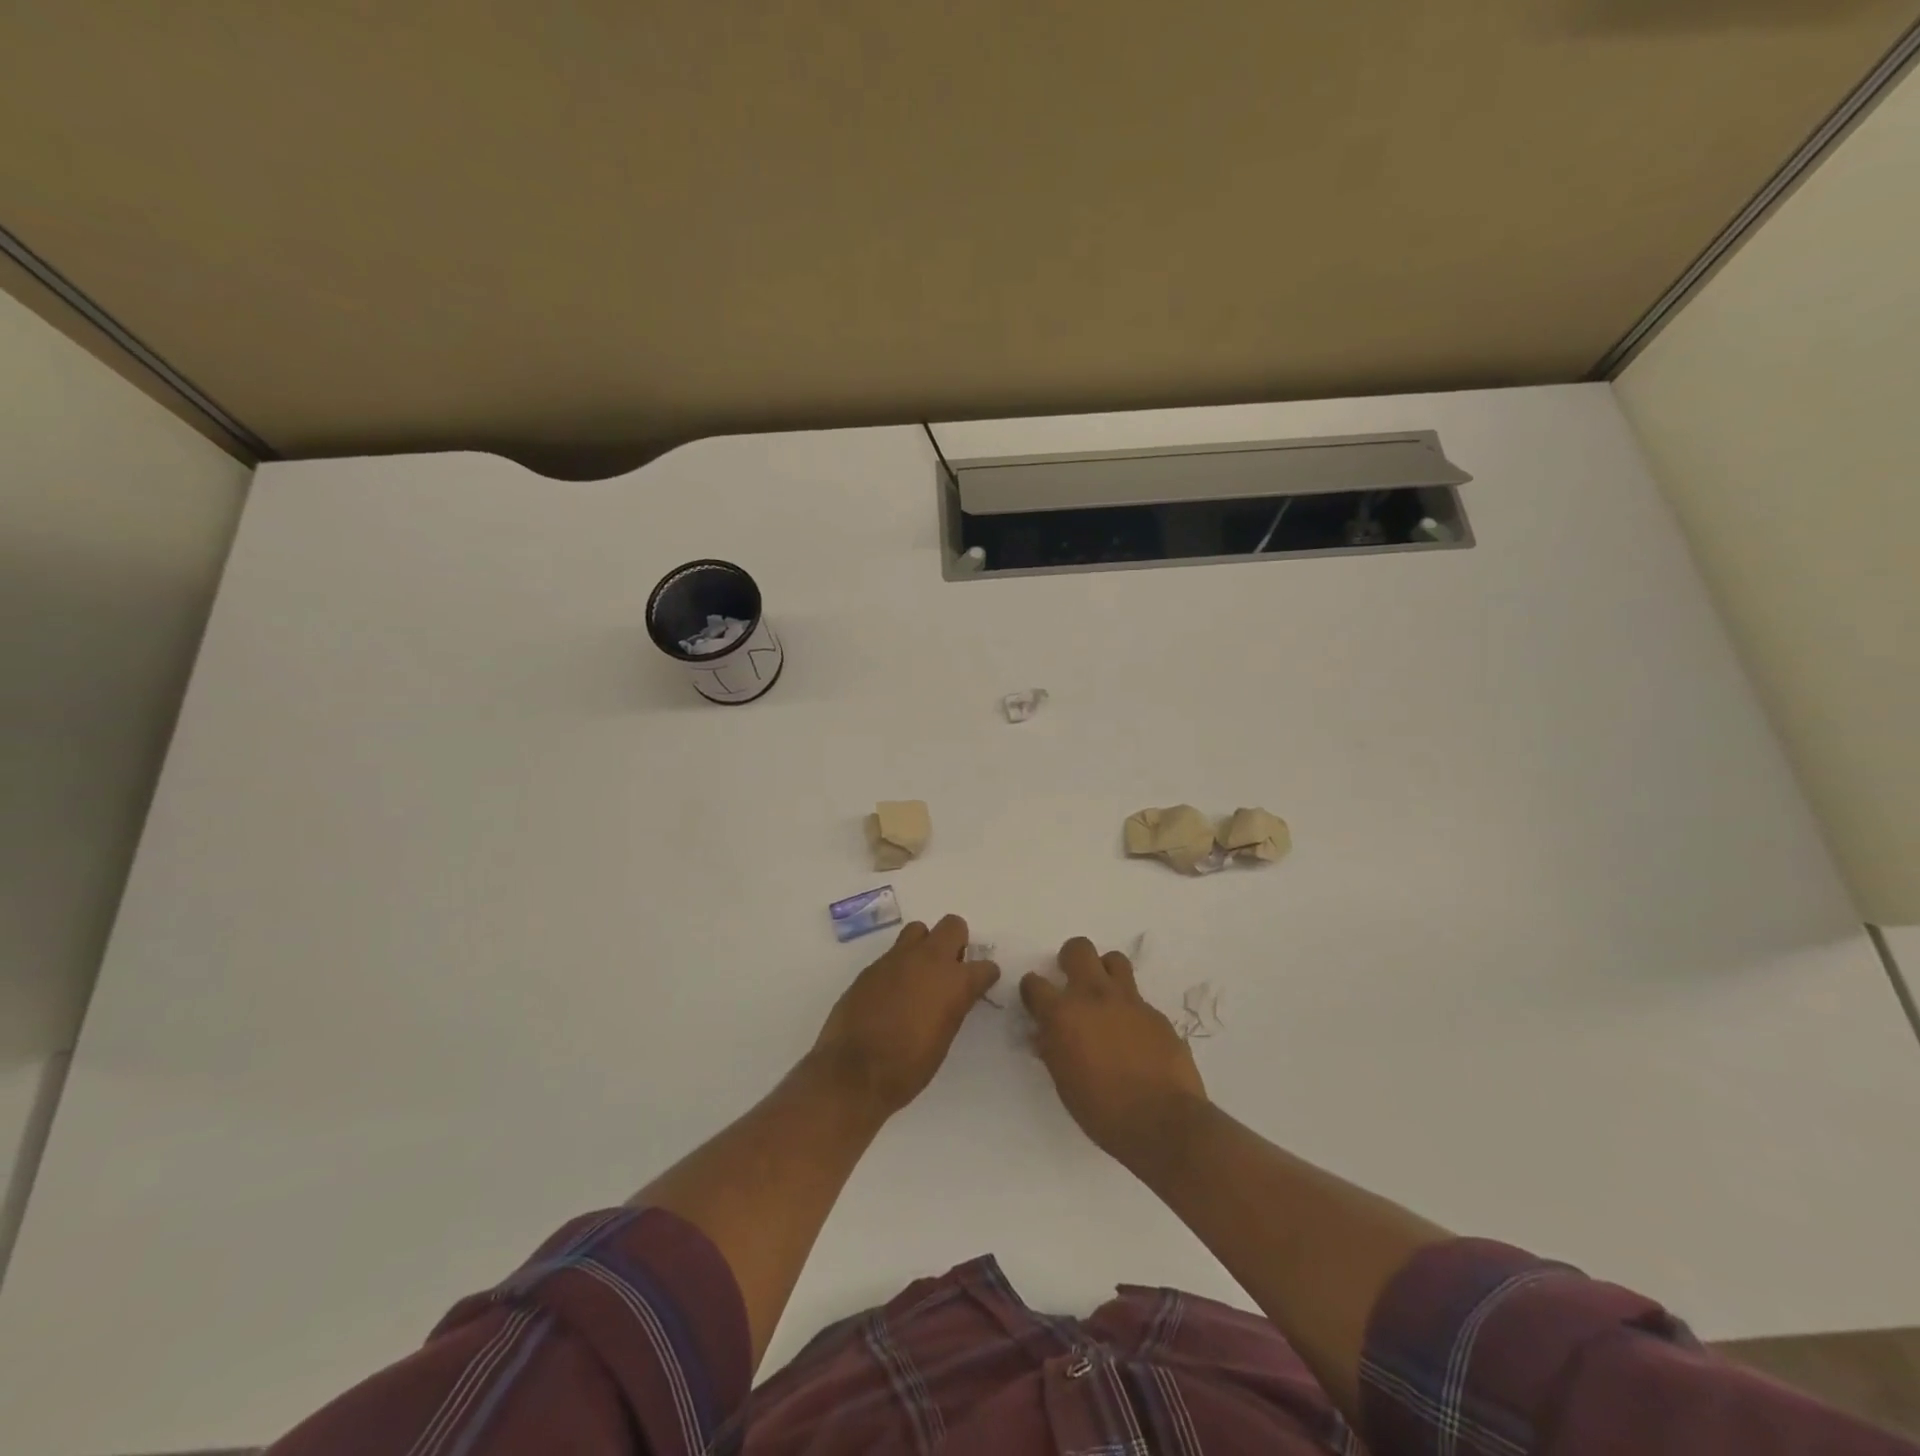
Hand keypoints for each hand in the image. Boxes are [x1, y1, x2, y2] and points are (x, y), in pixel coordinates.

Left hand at [811, 915, 999, 1115]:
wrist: (854, 1072)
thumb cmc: (908, 1067)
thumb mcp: (944, 1039)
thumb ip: (952, 1006)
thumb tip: (952, 996)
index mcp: (954, 982)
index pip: (985, 966)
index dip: (985, 976)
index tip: (980, 985)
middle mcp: (928, 960)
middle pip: (953, 925)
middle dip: (956, 942)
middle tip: (950, 969)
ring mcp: (897, 959)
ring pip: (918, 930)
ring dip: (924, 946)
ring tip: (918, 974)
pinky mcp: (871, 966)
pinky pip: (892, 954)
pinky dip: (898, 966)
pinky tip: (891, 992)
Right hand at [1021, 937, 1208, 1166]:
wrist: (1163, 1121)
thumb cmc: (1103, 1111)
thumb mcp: (1064, 1084)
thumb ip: (1052, 1050)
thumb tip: (1045, 1034)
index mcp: (1062, 1015)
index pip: (1035, 984)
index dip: (1032, 989)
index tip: (1035, 1000)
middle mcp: (1093, 996)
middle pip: (1078, 949)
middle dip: (1070, 959)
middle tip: (1070, 980)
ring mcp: (1128, 1000)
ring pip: (1113, 959)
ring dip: (1104, 971)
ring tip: (1104, 996)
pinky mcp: (1155, 1012)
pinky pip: (1137, 996)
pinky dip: (1128, 1006)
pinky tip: (1132, 1032)